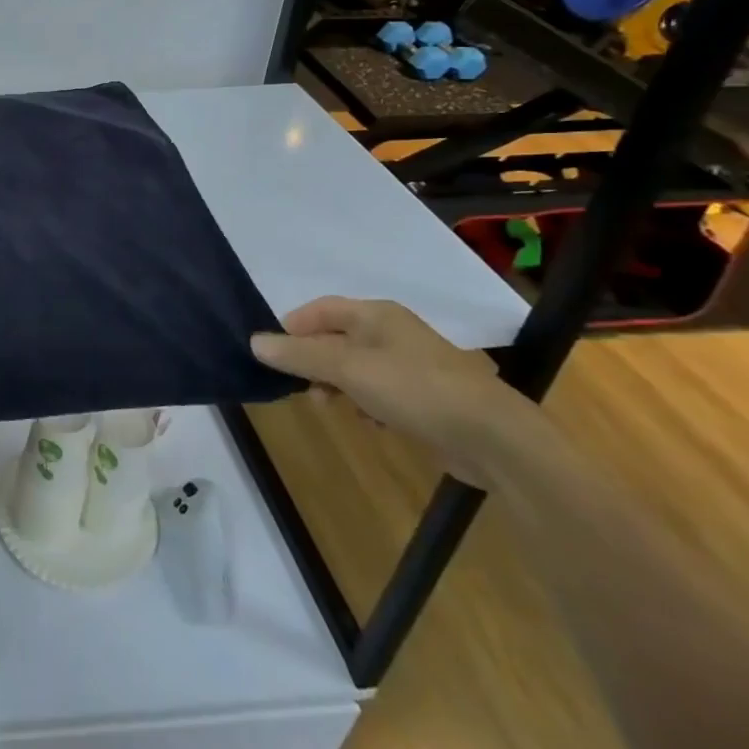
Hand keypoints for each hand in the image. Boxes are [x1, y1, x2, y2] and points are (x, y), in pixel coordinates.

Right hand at [251, 297, 543, 486]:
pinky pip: (379, 391)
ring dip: (338, 386)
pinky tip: (371, 423)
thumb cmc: (414, 389)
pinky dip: (366, 403)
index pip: (319, 310)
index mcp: (375, 314)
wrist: (494, 438)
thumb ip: (299, 355)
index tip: (274, 357)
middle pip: (335, 339)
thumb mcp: (347, 369)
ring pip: (355, 368)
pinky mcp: (424, 396)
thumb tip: (254, 341)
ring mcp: (410, 364)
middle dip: (314, 362)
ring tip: (334, 408)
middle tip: (302, 388)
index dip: (292, 328)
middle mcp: (391, 332)